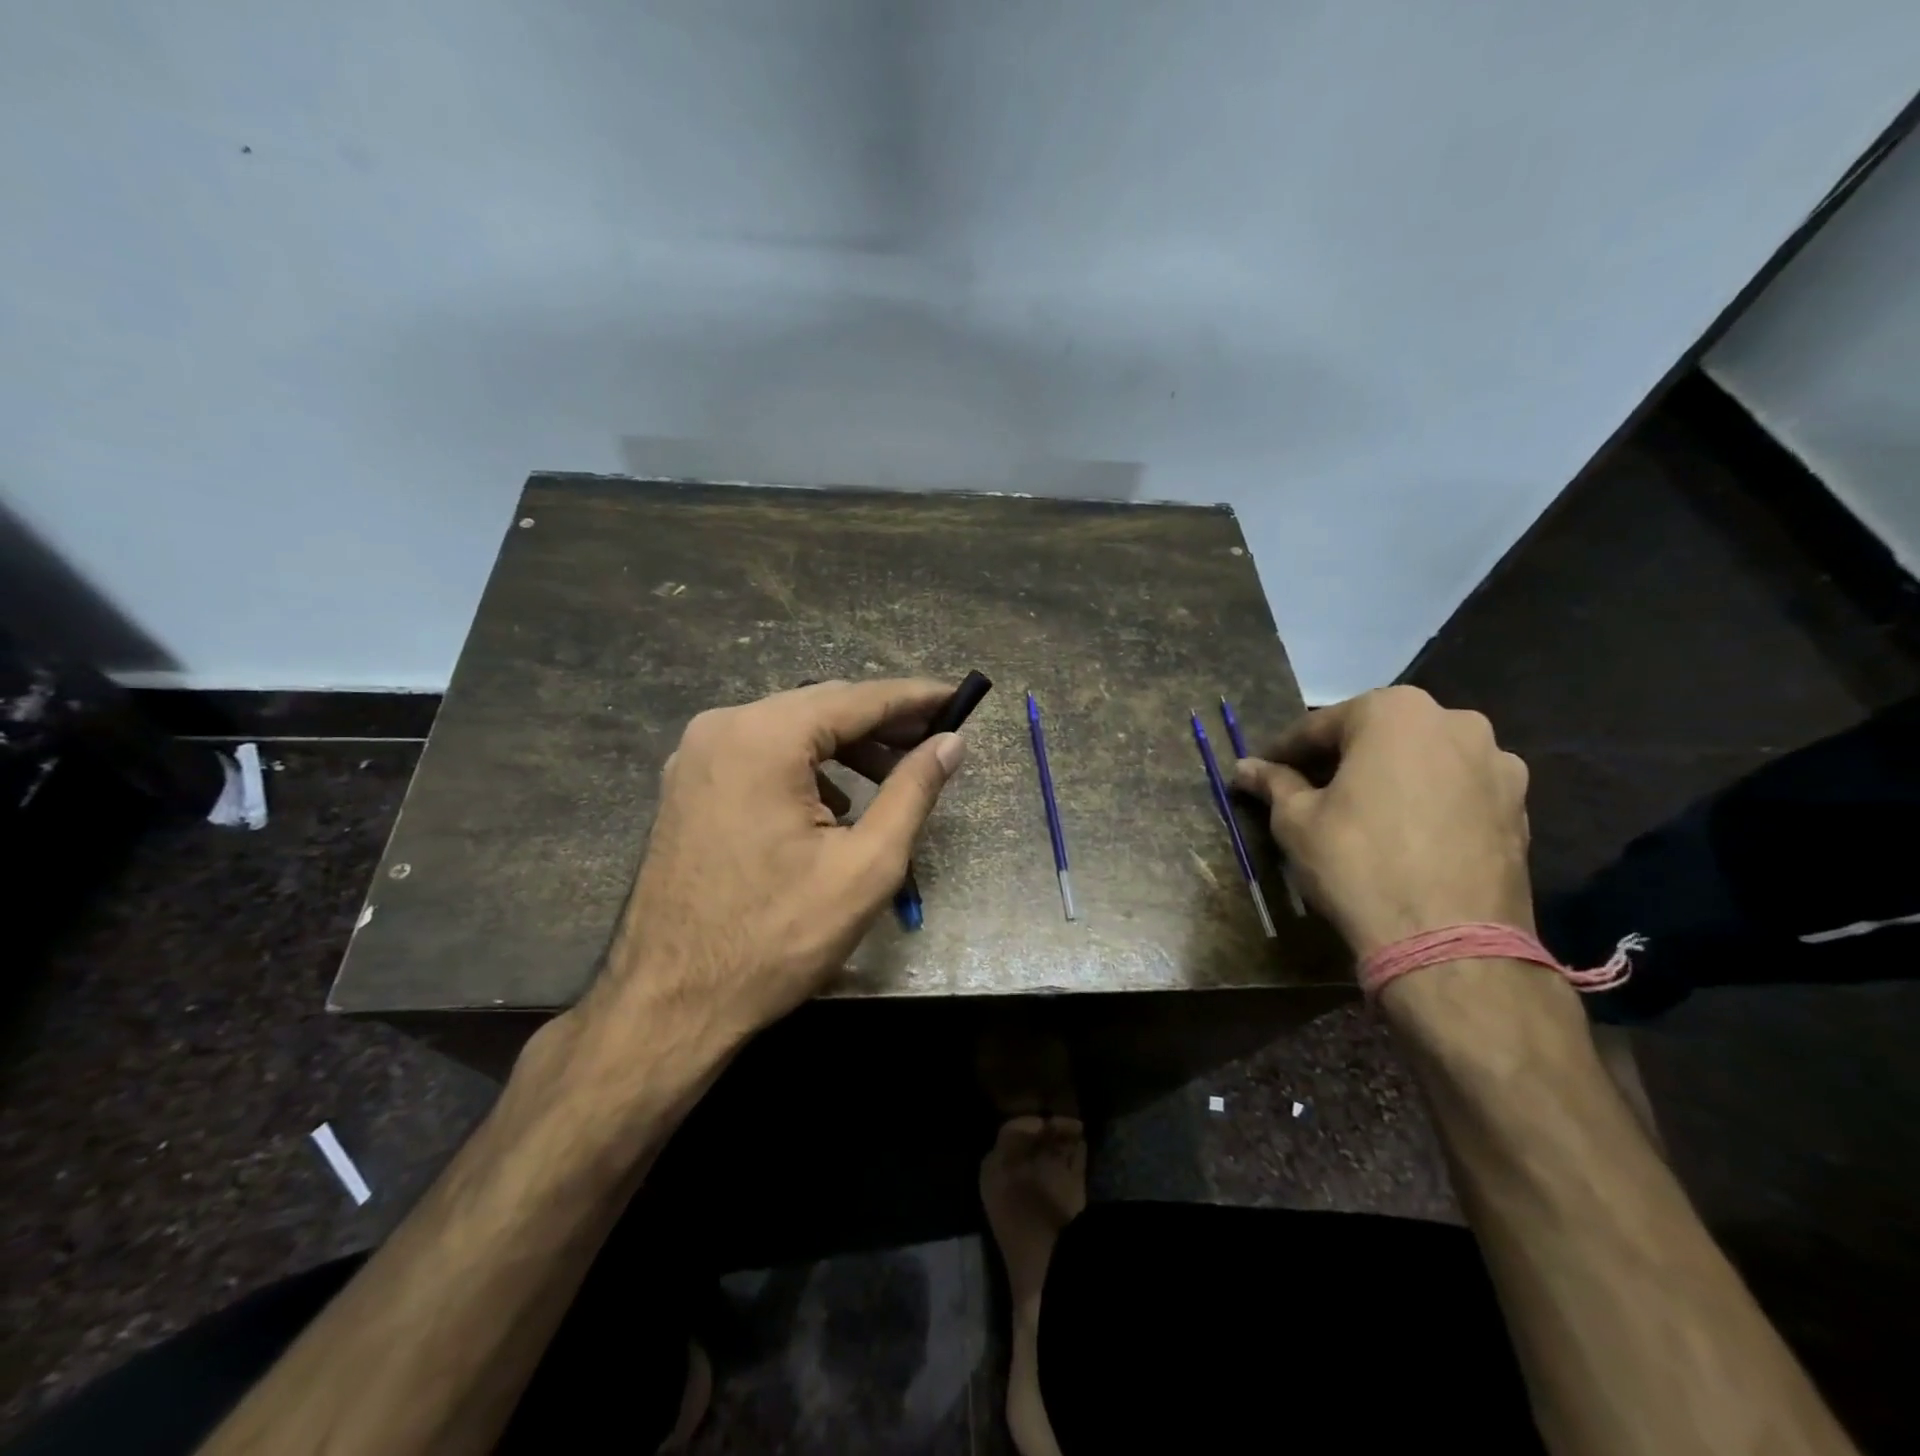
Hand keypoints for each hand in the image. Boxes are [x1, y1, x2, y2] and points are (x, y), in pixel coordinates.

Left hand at [583, 678, 966, 1052]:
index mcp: (763, 738)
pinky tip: (835, 803)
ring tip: (893, 776)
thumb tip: (952, 743)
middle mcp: (722, 728)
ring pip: (790, 729)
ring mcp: (696, 755)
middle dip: (881, 722)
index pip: (857, 699)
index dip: (914, 697)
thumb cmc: (777, 937)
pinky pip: (760, 754)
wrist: (672, 1001)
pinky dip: (806, 766)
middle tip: (935, 739)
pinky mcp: (688, 784)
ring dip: (845, 746)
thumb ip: (913, 791)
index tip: (958, 697)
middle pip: (821, 707)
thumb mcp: (866, 865)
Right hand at [1232, 686, 1531, 957]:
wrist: (1450, 941)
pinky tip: (1404, 836)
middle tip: (1308, 792)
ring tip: (1361, 815)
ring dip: (1388, 779)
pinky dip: (1426, 803)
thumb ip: (1274, 783)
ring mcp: (1497, 764)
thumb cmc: (1358, 863)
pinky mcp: (1520, 807)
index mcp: (1394, 711)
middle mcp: (1455, 722)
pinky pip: (1456, 792)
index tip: (1263, 770)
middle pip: (1377, 736)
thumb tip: (1245, 768)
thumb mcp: (1296, 821)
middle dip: (1341, 760)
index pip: (1321, 725)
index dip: (1285, 751)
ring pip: (1422, 762)